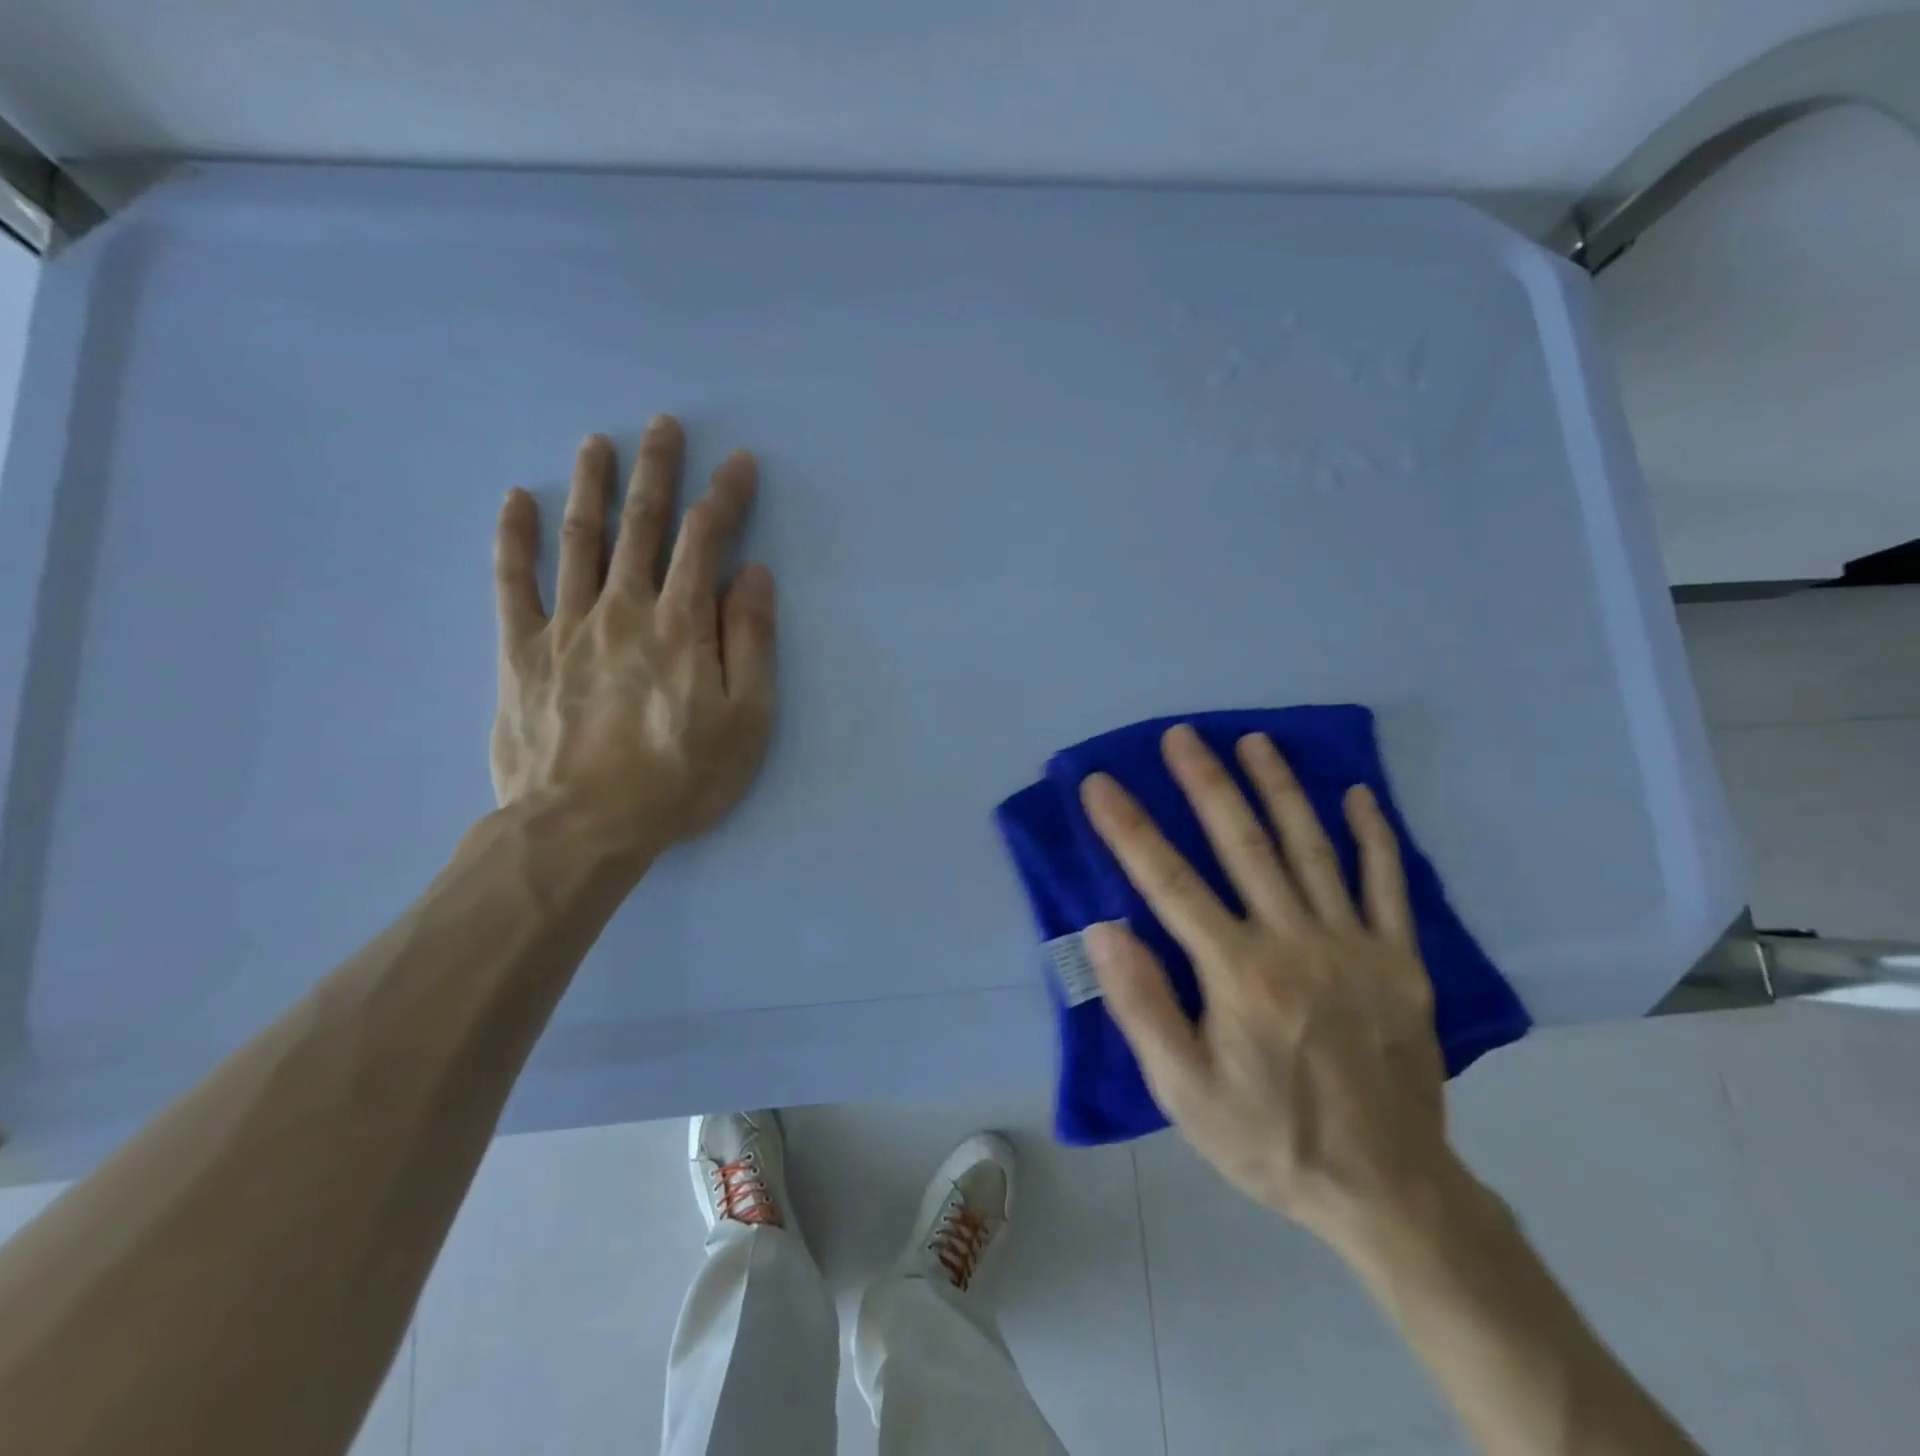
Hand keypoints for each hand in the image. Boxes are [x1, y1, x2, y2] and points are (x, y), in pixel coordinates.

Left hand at [490, 415, 775, 860]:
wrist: (582, 828)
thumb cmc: (679, 779)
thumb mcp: (746, 720)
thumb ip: (751, 642)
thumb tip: (754, 574)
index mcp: (682, 625)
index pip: (706, 541)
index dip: (724, 496)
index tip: (738, 462)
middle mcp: (623, 609)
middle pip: (642, 525)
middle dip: (656, 471)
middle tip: (662, 425)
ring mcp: (566, 626)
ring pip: (580, 540)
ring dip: (590, 486)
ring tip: (596, 443)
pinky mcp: (520, 652)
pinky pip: (512, 584)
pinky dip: (513, 539)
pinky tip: (515, 501)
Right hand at [1080, 725, 1453, 1250]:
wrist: (1389, 1191)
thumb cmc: (1269, 1138)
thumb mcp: (1184, 1092)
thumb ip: (1143, 1006)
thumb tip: (1104, 929)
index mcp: (1238, 973)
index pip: (1169, 882)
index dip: (1129, 828)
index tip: (1100, 784)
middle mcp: (1295, 942)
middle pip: (1243, 844)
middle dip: (1206, 784)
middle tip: (1182, 736)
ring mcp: (1355, 946)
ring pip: (1312, 848)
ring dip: (1280, 789)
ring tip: (1254, 742)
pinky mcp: (1401, 961)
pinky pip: (1388, 884)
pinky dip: (1374, 835)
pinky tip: (1358, 794)